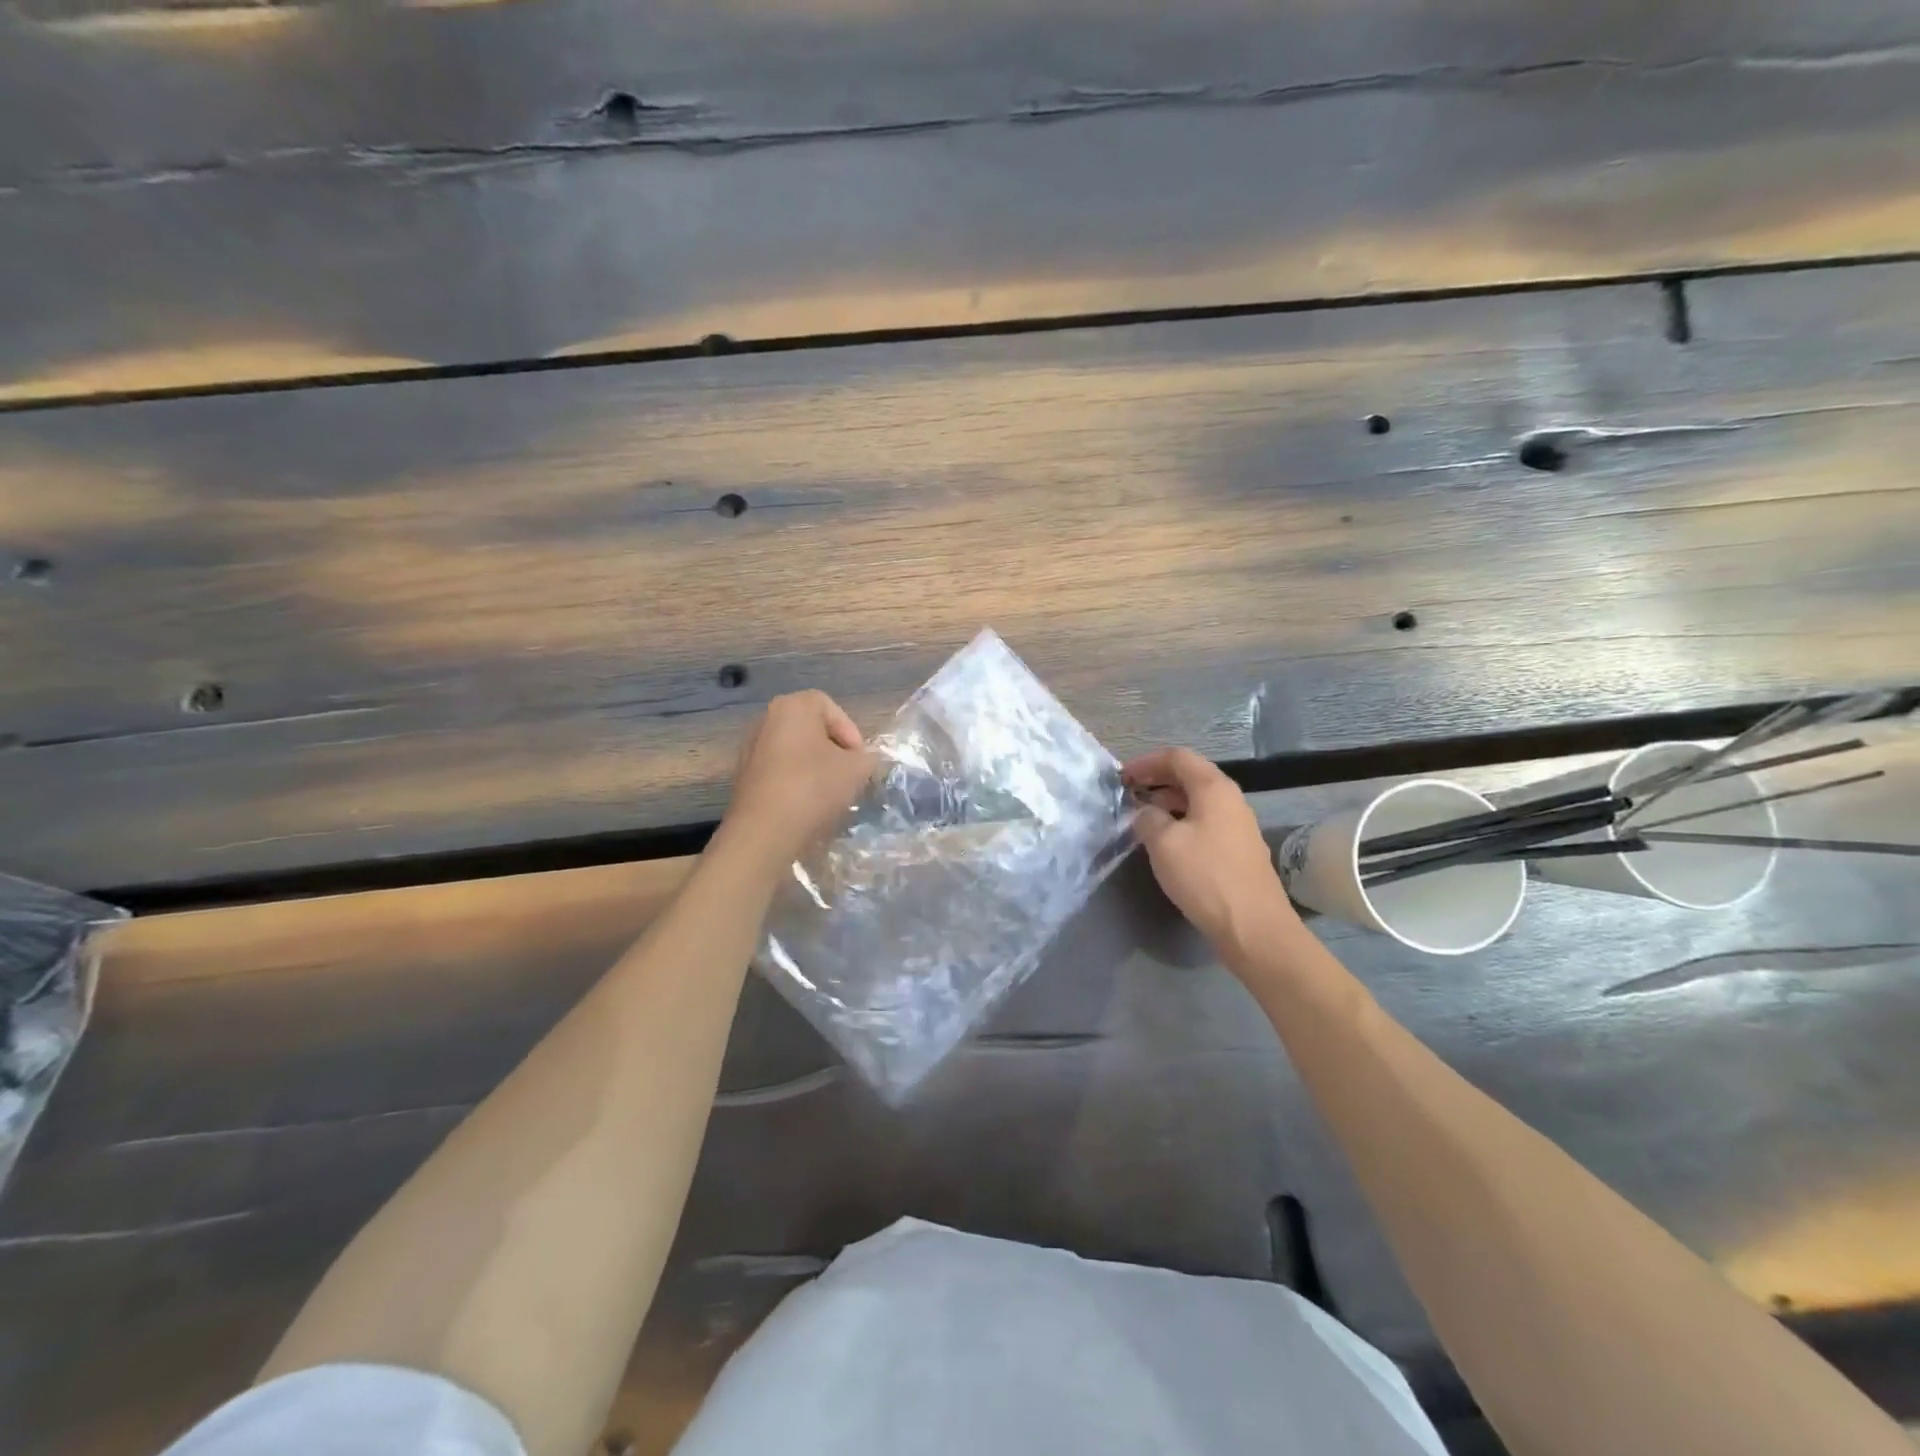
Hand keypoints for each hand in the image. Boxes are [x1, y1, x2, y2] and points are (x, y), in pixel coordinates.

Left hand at [719, 691, 874, 871]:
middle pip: (810, 728)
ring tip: (829, 791)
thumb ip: (867, 758)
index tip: (859, 758)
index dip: (850, 731)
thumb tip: (864, 760)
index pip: (829, 707)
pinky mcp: (743, 775)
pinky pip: (778, 769)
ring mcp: (750, 747)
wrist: (764, 830)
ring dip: (814, 765)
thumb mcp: (857, 770)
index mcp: (793, 707)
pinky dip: (795, 780)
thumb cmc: (813, 787)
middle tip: (848, 773)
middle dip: (833, 749)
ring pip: (794, 750)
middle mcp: (766, 719)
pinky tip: (805, 803)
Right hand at [1122, 748, 1297, 953]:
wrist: (1253, 927)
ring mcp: (1238, 825)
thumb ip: (1147, 818)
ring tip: (1141, 820)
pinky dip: (1181, 822)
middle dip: (1156, 781)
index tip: (1121, 777)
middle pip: (1190, 776)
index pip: (1177, 757)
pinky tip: (1167, 844)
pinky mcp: (1238, 850)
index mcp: (1214, 788)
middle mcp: (1230, 799)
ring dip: (1168, 803)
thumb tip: (1145, 812)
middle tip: (1128, 796)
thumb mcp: (1164, 843)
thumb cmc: (1205, 876)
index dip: (1146, 762)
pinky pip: (1205, 823)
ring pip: (1197, 801)